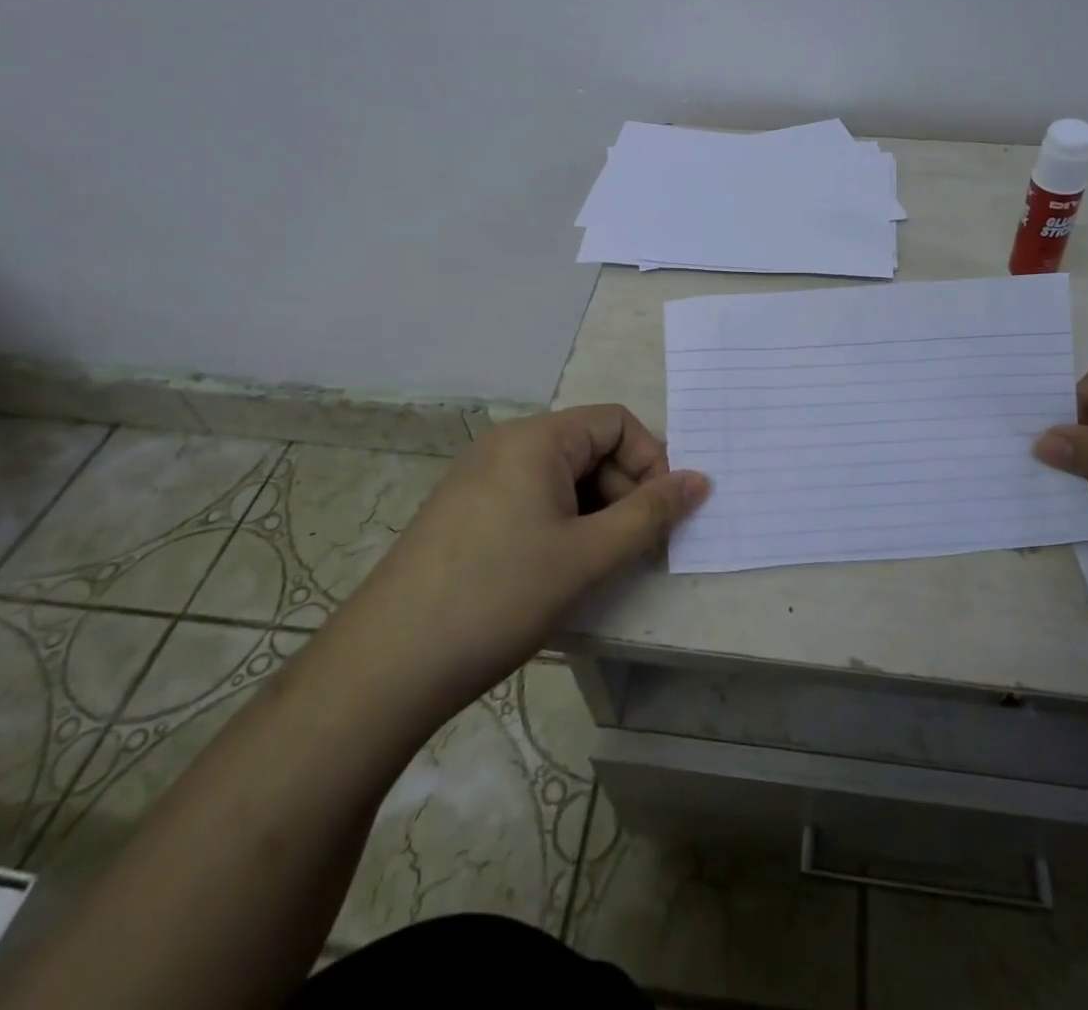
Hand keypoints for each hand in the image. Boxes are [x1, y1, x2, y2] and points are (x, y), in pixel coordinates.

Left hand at [327, 406, 708, 711]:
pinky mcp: (464, 514)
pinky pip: (531, 501)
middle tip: (632, 551)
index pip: (616, 423)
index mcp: (536, 439)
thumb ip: (650, 515)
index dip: (650, 462)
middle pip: (590, 448)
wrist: (386, 666)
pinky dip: (560, 526)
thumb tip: (701, 481)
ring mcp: (480, 479)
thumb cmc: (498, 596)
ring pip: (562, 479)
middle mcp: (506, 446)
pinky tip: (555, 572)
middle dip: (623, 493)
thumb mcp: (587, 556)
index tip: (660, 516)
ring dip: (594, 514)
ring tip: (594, 568)